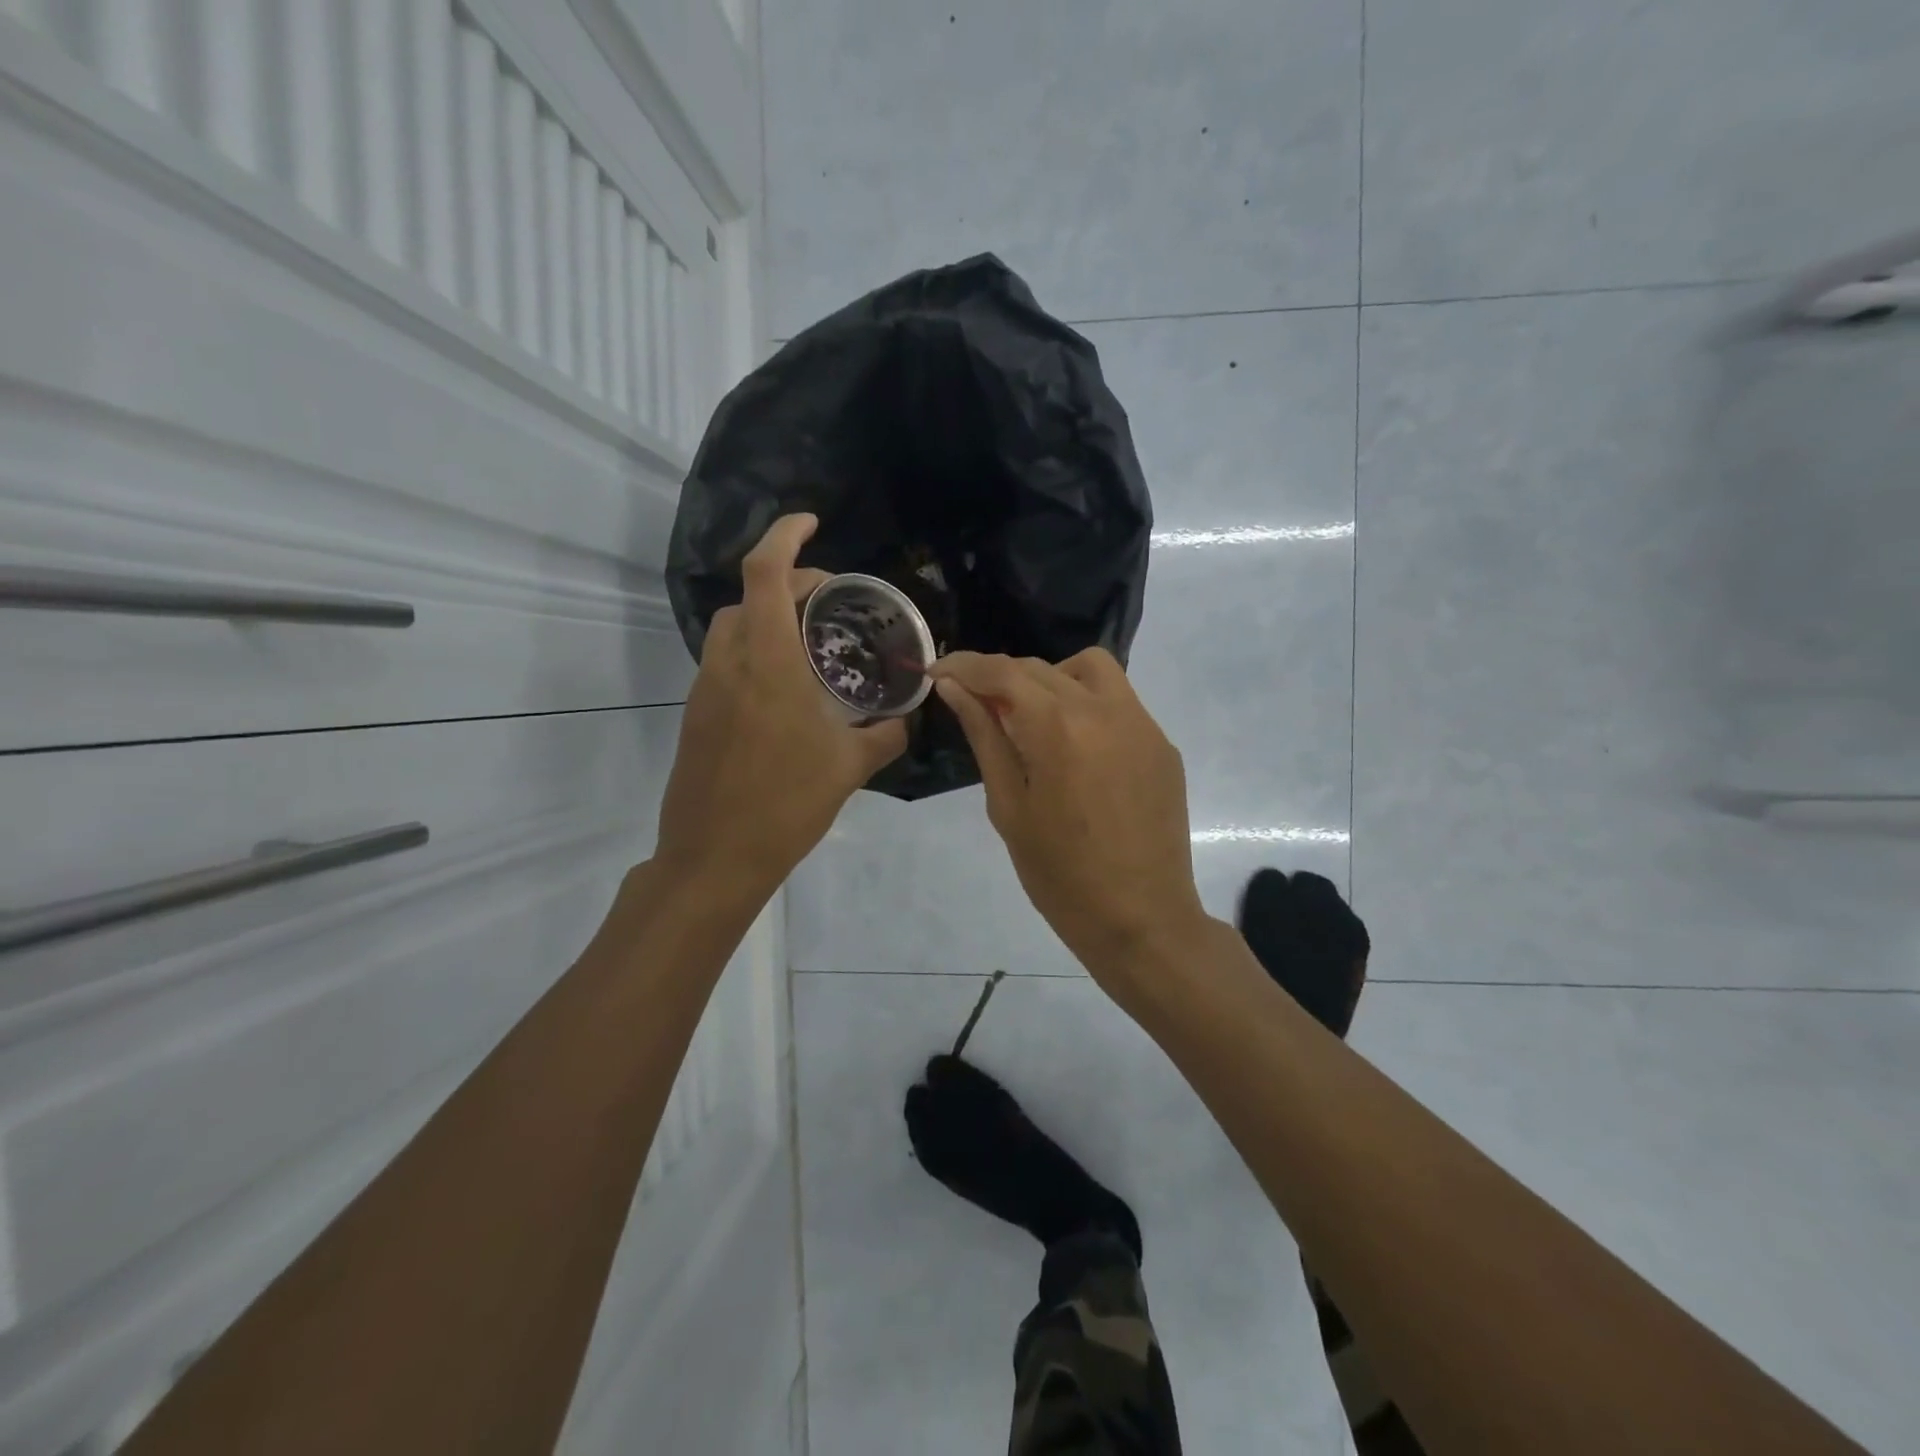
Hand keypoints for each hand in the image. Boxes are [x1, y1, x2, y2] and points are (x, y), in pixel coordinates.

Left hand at [654, 514, 906, 902]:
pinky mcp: (696, 714)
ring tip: (807, 643)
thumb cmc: (785, 805)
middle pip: (748, 597)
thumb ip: (884, 735)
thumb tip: (905, 719)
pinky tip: (785, 690)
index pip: (764, 574)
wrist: (714, 857)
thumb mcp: (849, 768)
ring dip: (766, 618)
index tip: (811, 523)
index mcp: (768, 664)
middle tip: (827, 602)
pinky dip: (753, 653)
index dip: (785, 536)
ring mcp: (706, 689)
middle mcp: (729, 664)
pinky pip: (724, 663)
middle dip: (786, 583)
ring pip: (731, 628)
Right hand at [929, 649, 1207, 985]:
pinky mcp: (1161, 744)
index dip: (964, 666)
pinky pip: (1118, 702)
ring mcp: (1141, 723)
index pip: (1002, 672)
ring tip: (1032, 720)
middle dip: (1000, 677)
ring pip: (1089, 669)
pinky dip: (1085, 705)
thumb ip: (985, 737)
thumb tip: (955, 689)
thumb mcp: (1009, 807)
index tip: (937, 671)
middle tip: (976, 705)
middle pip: (1040, 667)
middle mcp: (1104, 709)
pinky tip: (1075, 748)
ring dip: (1051, 678)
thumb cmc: (1060, 875)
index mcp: (1058, 727)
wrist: (1141, 920)